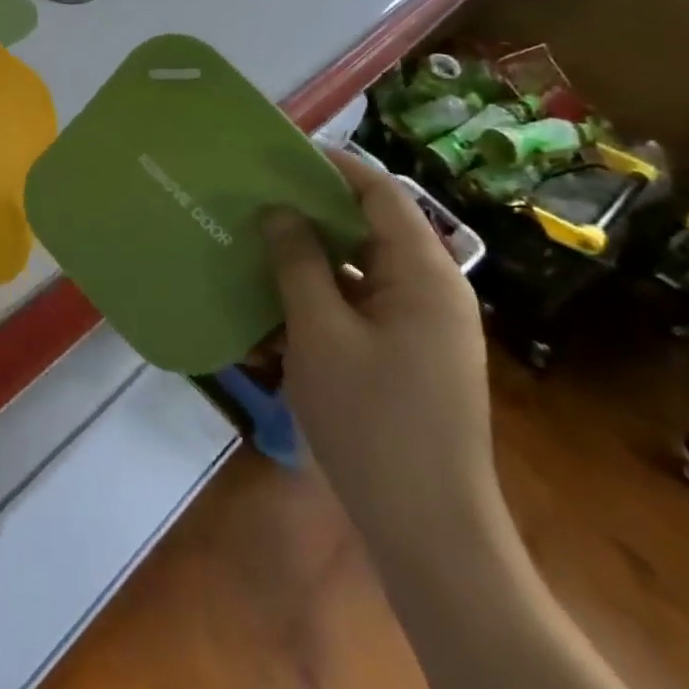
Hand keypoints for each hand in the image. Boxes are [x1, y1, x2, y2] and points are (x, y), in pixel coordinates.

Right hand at [262, 148, 498, 558]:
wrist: (431, 535)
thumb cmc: (373, 422)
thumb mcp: (320, 333)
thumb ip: (298, 262)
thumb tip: (278, 209)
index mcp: (424, 273)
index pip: (379, 190)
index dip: (331, 164)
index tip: (276, 153)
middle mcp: (433, 289)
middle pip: (371, 225)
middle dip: (313, 208)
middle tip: (256, 196)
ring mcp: (424, 325)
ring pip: (363, 266)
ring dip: (313, 254)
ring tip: (259, 241)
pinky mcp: (411, 355)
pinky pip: (363, 303)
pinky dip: (324, 294)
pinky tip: (278, 301)